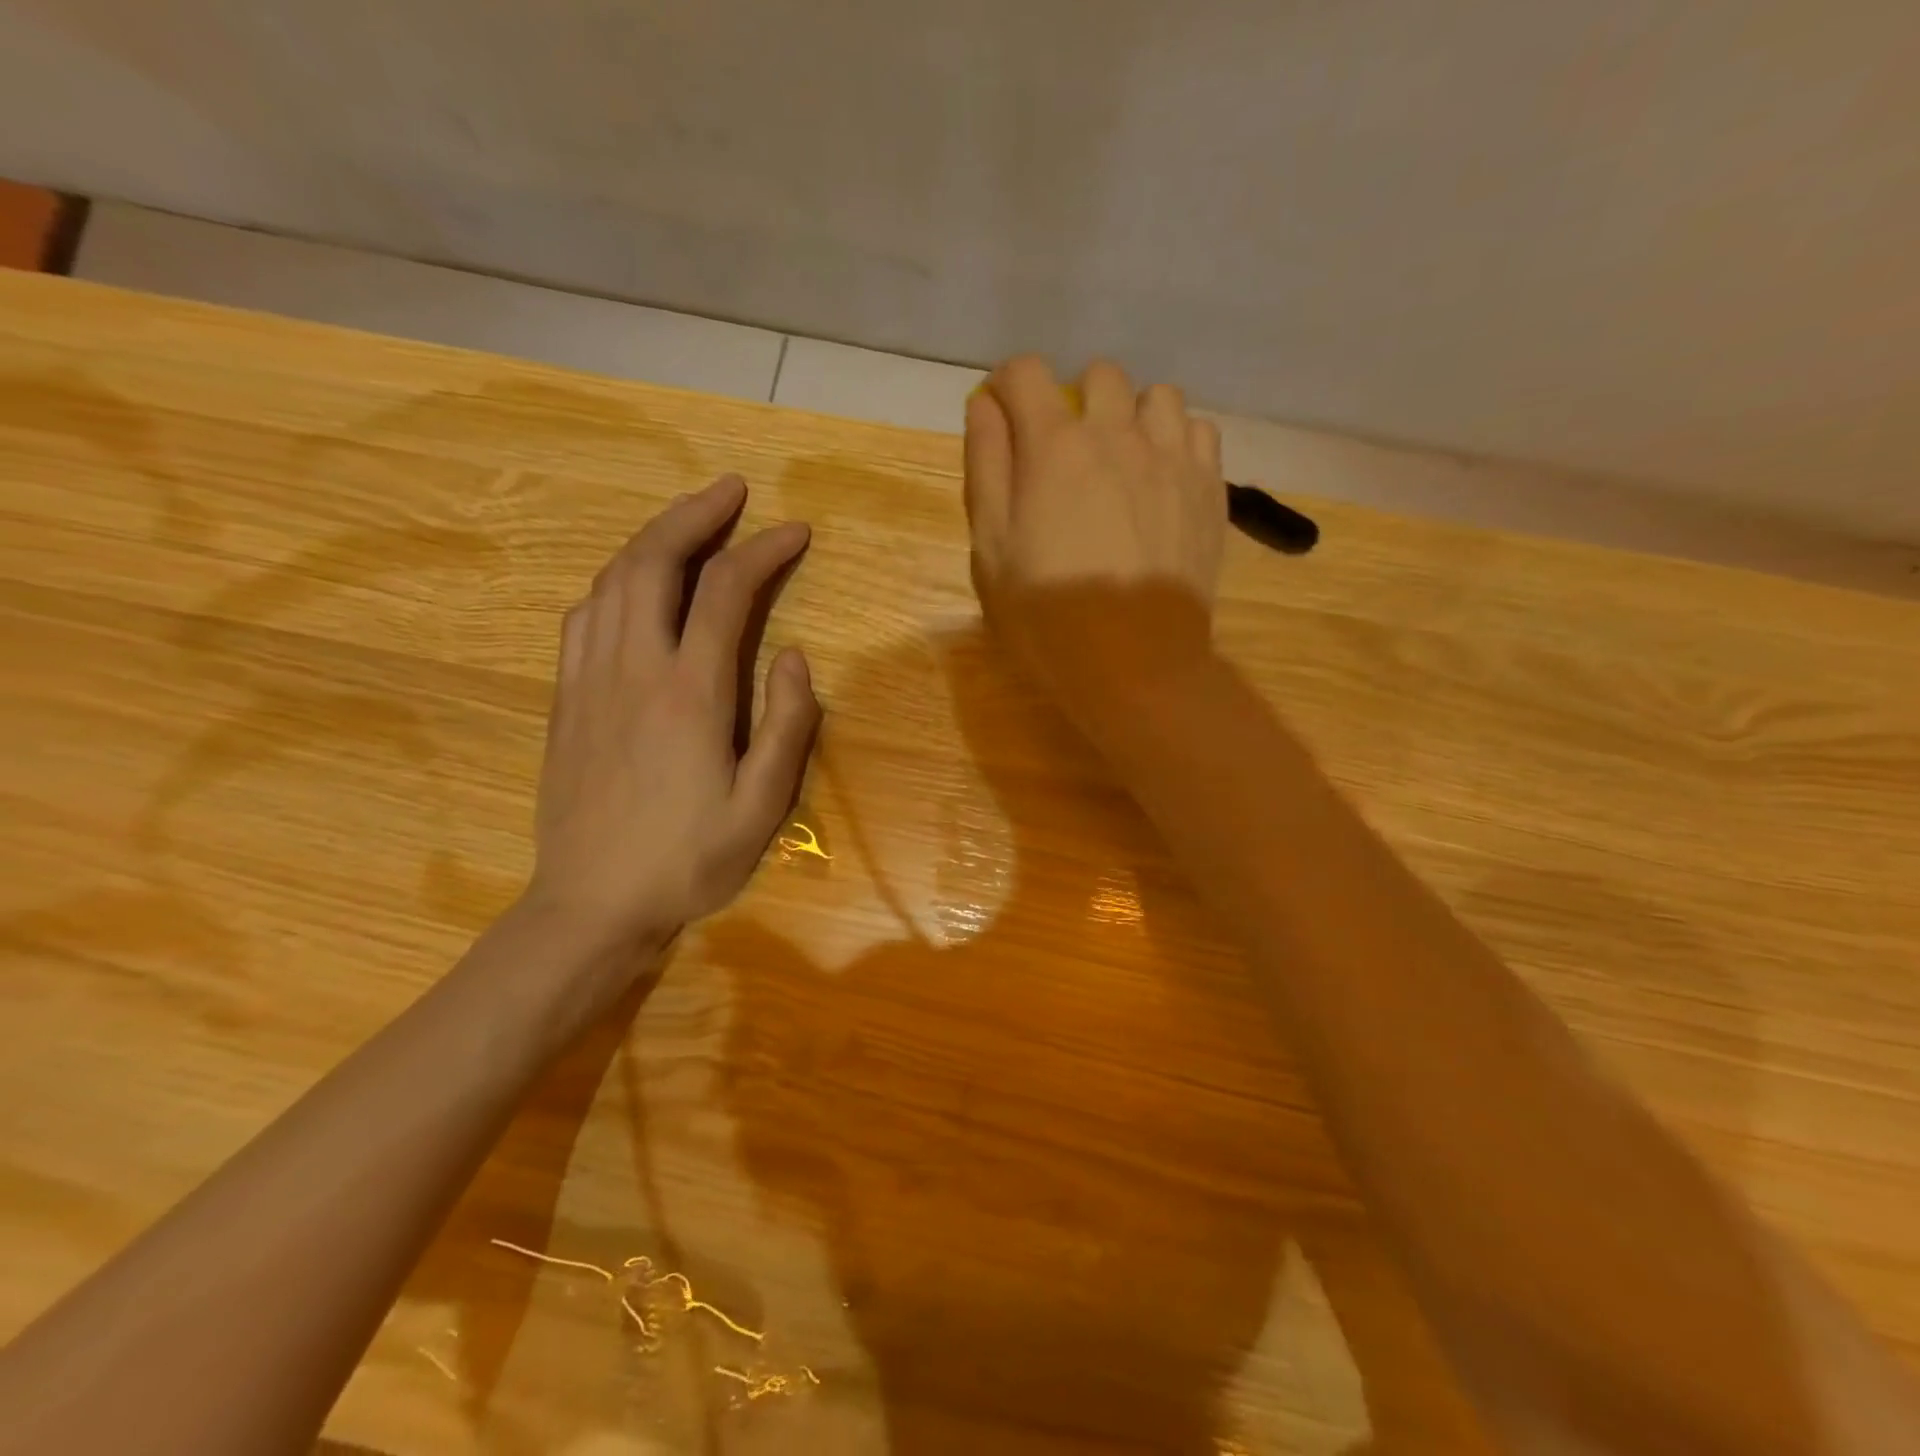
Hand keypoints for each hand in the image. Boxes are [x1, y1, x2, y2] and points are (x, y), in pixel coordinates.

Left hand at [525, 475, 819, 949]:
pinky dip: (614, 580)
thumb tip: (793, 657)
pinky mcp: (565, 697)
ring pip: (613, 579)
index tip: (795, 531)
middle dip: (695, 515)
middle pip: (654, 561)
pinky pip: (583, 615)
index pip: (726, 592)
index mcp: (690, 693)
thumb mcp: (762, 805)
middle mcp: (634, 668)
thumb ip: (787, 725)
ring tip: (688, 522)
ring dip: (652, 537)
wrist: (590, 904)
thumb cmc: (687, 859)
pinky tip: (631, 582)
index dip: (763, 550)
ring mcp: (589, 679)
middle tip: (732, 491)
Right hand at [964, 355, 1226, 691]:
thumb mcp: (991, 551)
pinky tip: (1161, 481)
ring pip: (1156, 396)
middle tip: (1064, 455)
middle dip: (1073, 402)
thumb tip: (985, 405)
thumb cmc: (1047, 617)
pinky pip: (1199, 431)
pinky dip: (1175, 442)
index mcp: (1054, 447)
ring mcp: (1172, 458)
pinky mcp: (1209, 488)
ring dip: (1131, 416)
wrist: (1135, 666)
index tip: (1002, 422)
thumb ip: (986, 468)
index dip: (1006, 388)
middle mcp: (1118, 434)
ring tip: (1120, 464)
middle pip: (1098, 375)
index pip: (1024, 372)